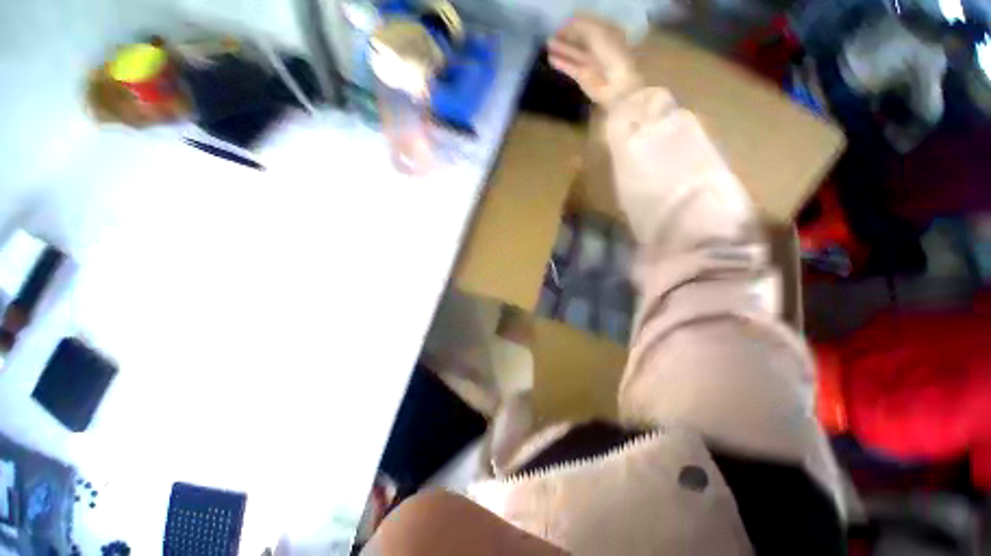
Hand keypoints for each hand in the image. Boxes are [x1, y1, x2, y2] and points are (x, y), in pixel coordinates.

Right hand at [547, 15, 642, 106]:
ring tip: (548, 44)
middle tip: (552, 33)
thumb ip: (583, 26)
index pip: (587, 25)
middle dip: (566, 35)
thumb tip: (569, 21)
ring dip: (561, 48)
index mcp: (605, 32)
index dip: (575, 23)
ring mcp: (589, 63)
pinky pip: (570, 67)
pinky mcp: (582, 77)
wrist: (617, 83)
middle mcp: (597, 46)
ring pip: (573, 53)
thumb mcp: (598, 33)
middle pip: (579, 39)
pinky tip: (551, 59)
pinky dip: (561, 63)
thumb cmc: (612, 54)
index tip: (562, 22)